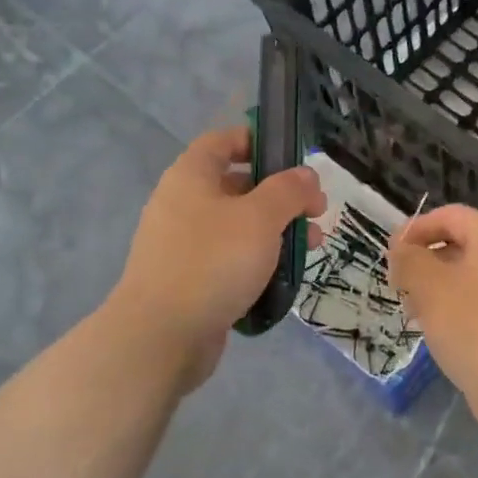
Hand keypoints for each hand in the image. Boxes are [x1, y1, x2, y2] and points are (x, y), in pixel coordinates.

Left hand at [111, 126, 325, 387]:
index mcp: (191, 177)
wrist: (161, 336)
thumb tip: (306, 175)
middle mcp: (182, 204)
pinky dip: (257, 261)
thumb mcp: (261, 218)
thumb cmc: (212, 262)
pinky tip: (283, 277)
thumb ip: (288, 190)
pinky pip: (228, 259)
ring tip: (312, 247)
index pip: (223, 141)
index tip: (293, 158)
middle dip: (281, 196)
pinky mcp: (188, 280)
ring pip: (237, 226)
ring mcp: (182, 245)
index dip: (257, 140)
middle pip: (237, 185)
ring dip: (276, 231)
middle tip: (316, 212)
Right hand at [389, 205, 477, 402]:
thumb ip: (409, 259)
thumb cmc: (473, 327)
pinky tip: (443, 333)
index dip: (416, 230)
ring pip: (475, 276)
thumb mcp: (429, 286)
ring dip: (441, 287)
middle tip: (399, 286)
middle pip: (464, 244)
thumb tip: (401, 248)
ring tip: (415, 313)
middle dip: (427, 262)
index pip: (451, 216)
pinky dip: (463, 308)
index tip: (390, 254)